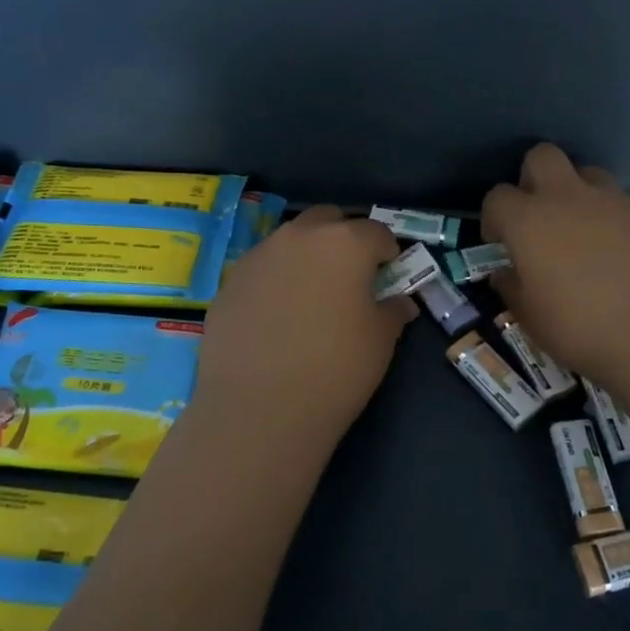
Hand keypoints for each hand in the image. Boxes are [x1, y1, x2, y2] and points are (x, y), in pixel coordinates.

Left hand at [193, 204, 414, 442]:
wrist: (258, 410)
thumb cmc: (335, 369)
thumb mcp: (380, 341)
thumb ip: (392, 311)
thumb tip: (399, 302)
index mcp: (345, 243)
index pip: (376, 231)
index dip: (387, 251)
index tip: (389, 274)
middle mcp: (300, 237)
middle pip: (328, 220)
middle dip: (344, 237)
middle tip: (351, 274)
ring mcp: (259, 256)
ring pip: (291, 240)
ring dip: (307, 255)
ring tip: (312, 294)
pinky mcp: (230, 282)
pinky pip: (263, 268)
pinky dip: (277, 279)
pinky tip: (278, 315)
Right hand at [483, 143, 629, 381]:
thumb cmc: (581, 329)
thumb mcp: (531, 318)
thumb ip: (512, 288)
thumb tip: (504, 273)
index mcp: (529, 221)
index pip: (497, 197)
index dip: (495, 217)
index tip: (501, 243)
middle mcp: (569, 197)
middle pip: (542, 156)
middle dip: (535, 178)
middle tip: (541, 217)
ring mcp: (614, 200)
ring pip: (590, 174)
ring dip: (581, 195)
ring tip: (587, 233)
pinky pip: (627, 204)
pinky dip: (620, 221)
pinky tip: (628, 254)